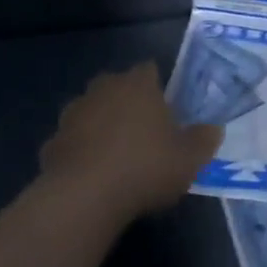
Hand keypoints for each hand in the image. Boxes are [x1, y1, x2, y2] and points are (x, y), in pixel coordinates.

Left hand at [39, 62, 222, 227]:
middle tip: (143, 131)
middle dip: (128, 102)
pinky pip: (72, 140)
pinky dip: (81, 151)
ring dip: (101, 125)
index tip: (167, 108)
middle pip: (118, 86)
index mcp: (137, 84)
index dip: (159, 86)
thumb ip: (204, 140)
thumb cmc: (145, 167)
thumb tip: (213, 129)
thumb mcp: (189, 159)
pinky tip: (92, 175)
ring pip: (92, 111)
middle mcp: (103, 88)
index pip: (149, 69)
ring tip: (116, 155)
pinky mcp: (52, 141)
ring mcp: (74, 113)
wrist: (84, 197)